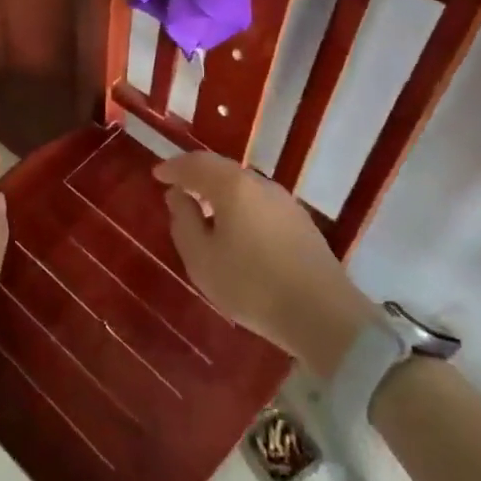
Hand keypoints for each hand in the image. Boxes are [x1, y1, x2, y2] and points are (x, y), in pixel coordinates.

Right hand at [155, 152, 379, 370]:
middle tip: (178, 187)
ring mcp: (285, 203)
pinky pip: (260, 203)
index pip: (196, 164)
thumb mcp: (201, 259)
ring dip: (220, 192)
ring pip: (244, 186)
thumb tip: (178, 196)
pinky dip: (240, 206)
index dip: (173, 168)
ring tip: (204, 209)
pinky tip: (235, 228)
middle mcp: (260, 185)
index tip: (157, 175)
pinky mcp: (301, 223)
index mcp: (233, 187)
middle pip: (222, 170)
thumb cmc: (251, 285)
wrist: (323, 315)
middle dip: (197, 176)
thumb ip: (183, 221)